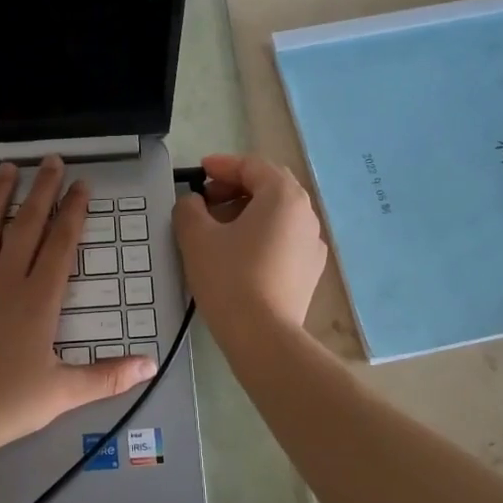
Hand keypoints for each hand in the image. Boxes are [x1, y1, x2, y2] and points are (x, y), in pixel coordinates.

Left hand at [0, 156, 158, 455]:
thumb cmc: (7, 404)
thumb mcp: (65, 391)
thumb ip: (108, 375)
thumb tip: (151, 364)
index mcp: (38, 299)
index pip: (61, 245)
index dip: (73, 212)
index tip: (81, 184)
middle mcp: (5, 281)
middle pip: (26, 225)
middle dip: (42, 190)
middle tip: (50, 160)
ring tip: (7, 168)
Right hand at [172, 153, 325, 340]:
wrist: (264, 337)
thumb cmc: (229, 278)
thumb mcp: (196, 236)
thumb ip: (189, 208)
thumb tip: (193, 203)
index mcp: (283, 196)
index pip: (252, 166)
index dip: (222, 165)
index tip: (198, 172)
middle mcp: (306, 214)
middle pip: (269, 187)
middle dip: (236, 187)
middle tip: (206, 199)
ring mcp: (313, 244)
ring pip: (277, 214)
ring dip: (248, 211)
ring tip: (218, 228)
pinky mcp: (310, 271)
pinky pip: (284, 239)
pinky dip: (261, 235)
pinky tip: (240, 254)